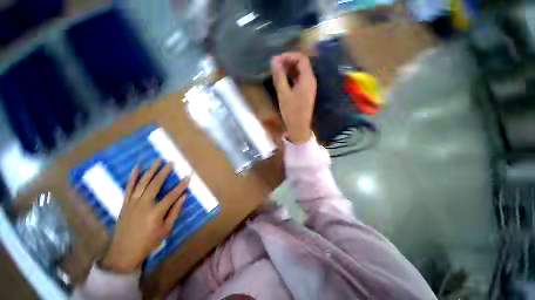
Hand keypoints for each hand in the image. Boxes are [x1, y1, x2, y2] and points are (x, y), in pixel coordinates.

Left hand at [101, 160, 189, 272]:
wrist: (123, 252)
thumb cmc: (148, 242)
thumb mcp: (166, 230)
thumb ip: (175, 211)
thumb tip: (184, 197)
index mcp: (156, 212)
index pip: (172, 195)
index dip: (181, 185)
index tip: (188, 176)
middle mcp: (144, 205)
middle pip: (156, 185)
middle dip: (165, 172)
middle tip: (172, 162)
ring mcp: (132, 203)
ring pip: (142, 183)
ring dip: (151, 170)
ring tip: (158, 160)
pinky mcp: (125, 204)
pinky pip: (128, 188)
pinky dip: (132, 177)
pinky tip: (137, 168)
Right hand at [271, 52, 316, 143]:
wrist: (299, 128)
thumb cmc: (291, 112)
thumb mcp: (283, 94)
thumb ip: (279, 76)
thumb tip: (274, 60)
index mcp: (307, 79)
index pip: (301, 59)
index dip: (289, 56)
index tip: (277, 60)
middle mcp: (311, 81)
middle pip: (302, 64)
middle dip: (288, 61)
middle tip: (275, 65)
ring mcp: (309, 87)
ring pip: (300, 72)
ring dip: (289, 69)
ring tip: (277, 71)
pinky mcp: (306, 93)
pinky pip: (300, 80)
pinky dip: (292, 77)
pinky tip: (283, 80)